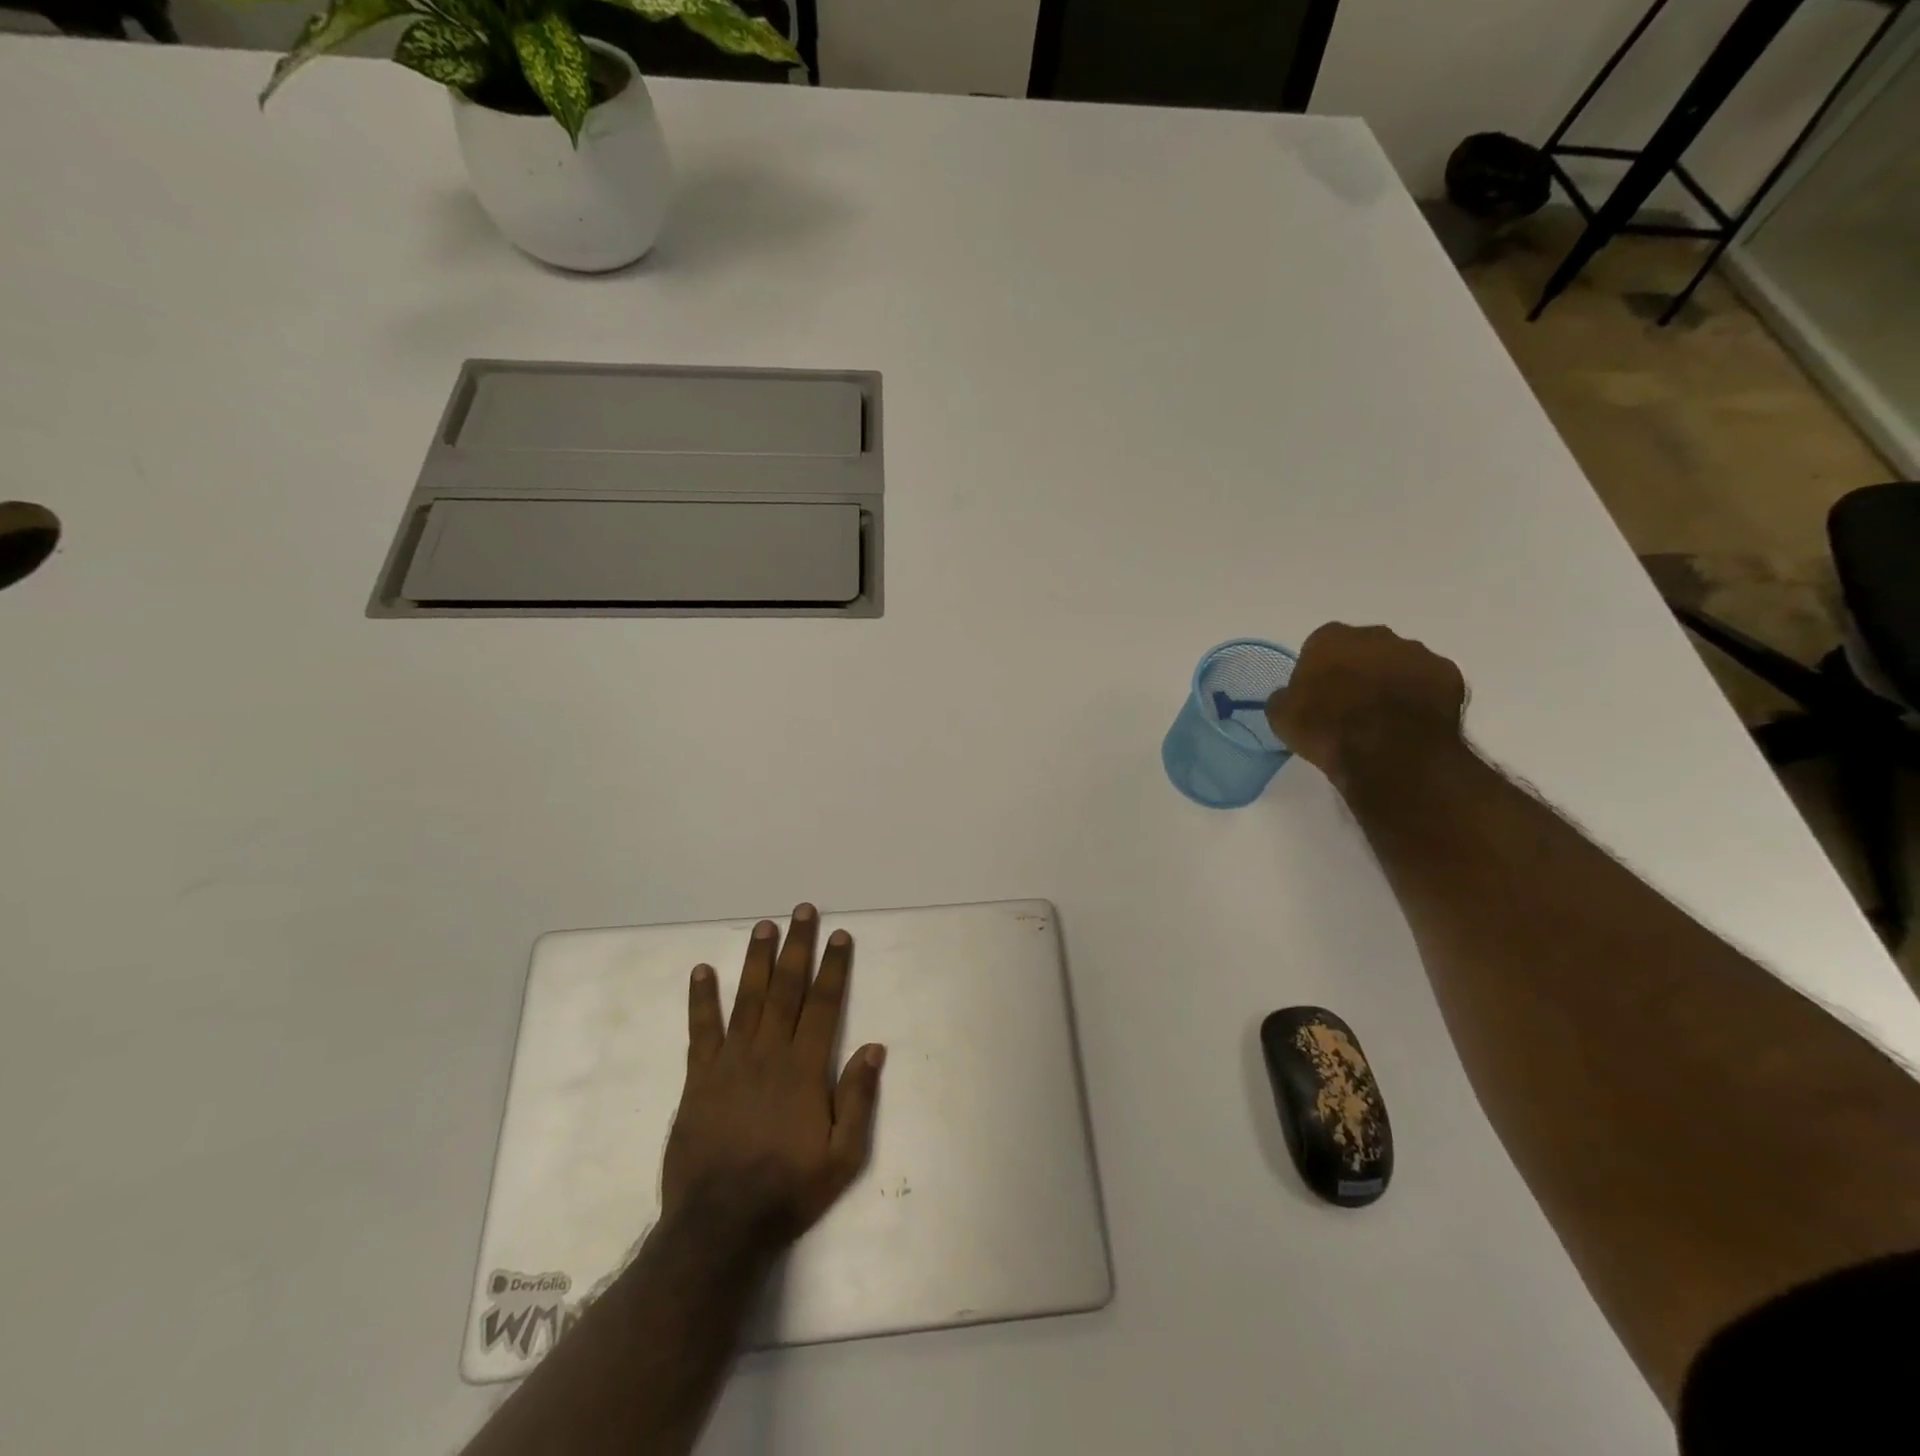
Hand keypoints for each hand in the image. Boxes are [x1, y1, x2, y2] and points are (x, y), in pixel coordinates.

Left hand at [661, 904, 884, 1249]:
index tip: (840, 936)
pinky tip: (702, 971)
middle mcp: (769, 1053)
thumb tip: (875, 1048)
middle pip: (786, 989)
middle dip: (797, 947)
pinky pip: (701, 1029)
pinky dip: (702, 999)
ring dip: (756, 960)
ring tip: (764, 926)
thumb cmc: (788, 1190)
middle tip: (802, 911)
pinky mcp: (699, 1078)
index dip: (834, 968)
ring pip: (748, 998)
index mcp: (805, 1068)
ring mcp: (730, 1062)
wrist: (720, 1227)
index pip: (824, 1005)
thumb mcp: (842, 1157)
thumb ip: (858, 1099)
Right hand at [1266, 623, 1466, 786]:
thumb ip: (1285, 697)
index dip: (1319, 671)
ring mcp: (1417, 652)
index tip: (1318, 695)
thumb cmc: (1326, 728)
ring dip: (1392, 682)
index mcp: (1331, 638)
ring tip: (1385, 719)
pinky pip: (1430, 683)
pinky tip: (1411, 724)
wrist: (1387, 751)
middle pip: (1364, 649)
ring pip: (1400, 663)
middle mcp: (1376, 635)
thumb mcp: (1282, 717)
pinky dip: (1422, 698)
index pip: (1320, 646)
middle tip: (1351, 706)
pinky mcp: (1449, 674)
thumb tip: (1290, 695)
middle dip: (1359, 670)